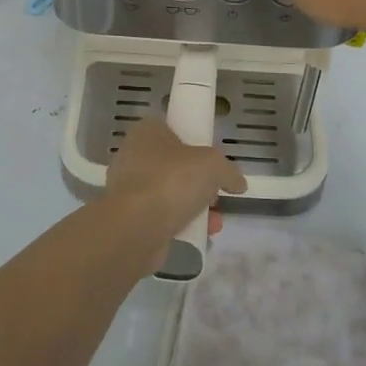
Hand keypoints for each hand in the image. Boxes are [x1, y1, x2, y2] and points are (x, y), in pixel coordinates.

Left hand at [104, 117, 245, 271]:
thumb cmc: (172, 181)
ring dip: (194, 207)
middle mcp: (132, 155)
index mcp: (147, 132)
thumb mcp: (214, 166)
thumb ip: (228, 171)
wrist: (135, 228)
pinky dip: (180, 224)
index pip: (173, 130)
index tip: (212, 164)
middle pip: (174, 165)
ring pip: (169, 193)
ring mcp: (128, 188)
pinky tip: (199, 235)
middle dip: (198, 182)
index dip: (195, 145)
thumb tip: (237, 183)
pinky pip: (160, 216)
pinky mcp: (128, 217)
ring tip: (214, 221)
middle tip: (215, 194)